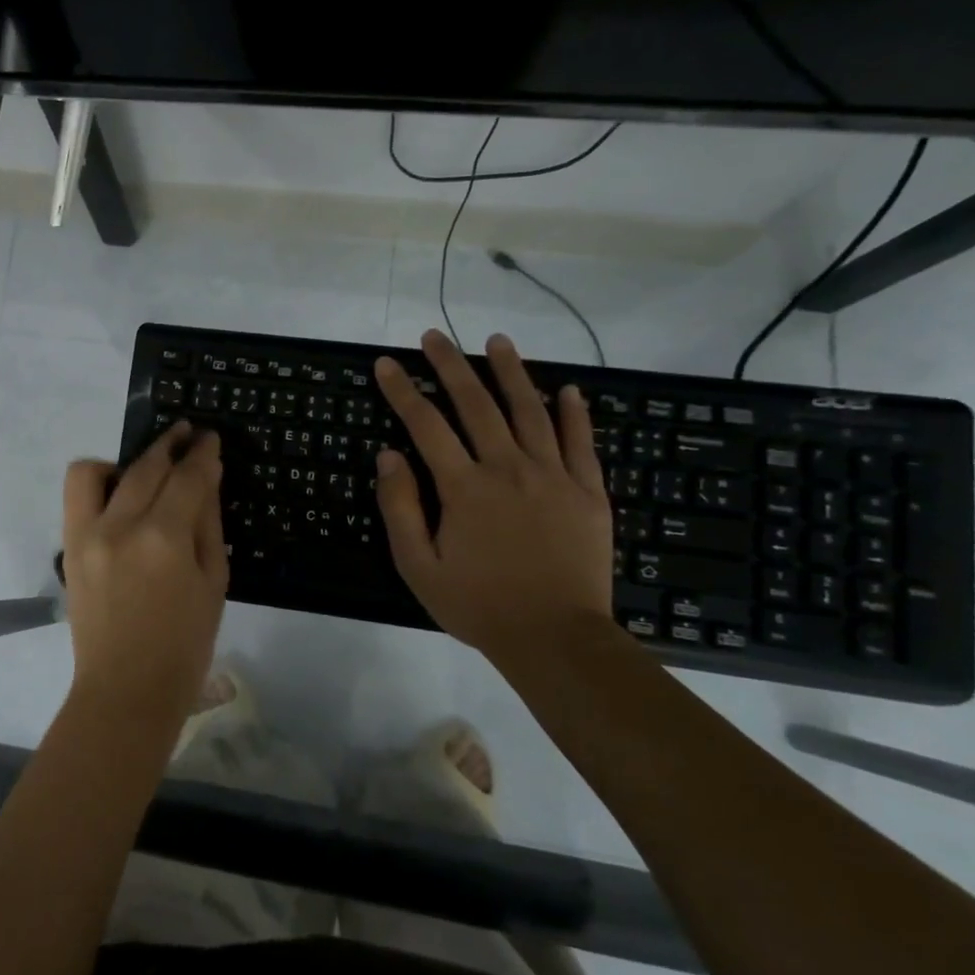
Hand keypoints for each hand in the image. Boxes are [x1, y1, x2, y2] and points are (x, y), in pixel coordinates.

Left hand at [61, 423, 228, 723]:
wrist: (126, 690)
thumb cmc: (185, 645)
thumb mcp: (214, 583)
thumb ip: (208, 523)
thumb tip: (206, 477)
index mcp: (165, 539)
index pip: (187, 478)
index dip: (202, 453)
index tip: (209, 437)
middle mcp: (121, 526)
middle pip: (147, 467)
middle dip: (170, 444)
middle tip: (187, 434)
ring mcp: (87, 534)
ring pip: (98, 470)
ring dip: (127, 459)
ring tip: (148, 468)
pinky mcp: (69, 546)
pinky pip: (77, 495)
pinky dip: (98, 482)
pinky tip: (120, 495)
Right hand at [373, 330, 613, 662]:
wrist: (555, 638)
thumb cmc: (478, 604)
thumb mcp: (418, 566)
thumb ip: (401, 507)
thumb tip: (388, 455)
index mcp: (464, 487)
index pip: (426, 424)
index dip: (402, 391)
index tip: (386, 363)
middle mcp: (508, 468)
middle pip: (476, 404)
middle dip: (452, 365)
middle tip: (434, 336)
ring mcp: (553, 476)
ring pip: (530, 411)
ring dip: (511, 372)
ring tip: (498, 341)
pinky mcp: (588, 493)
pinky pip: (581, 443)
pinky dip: (574, 413)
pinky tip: (568, 389)